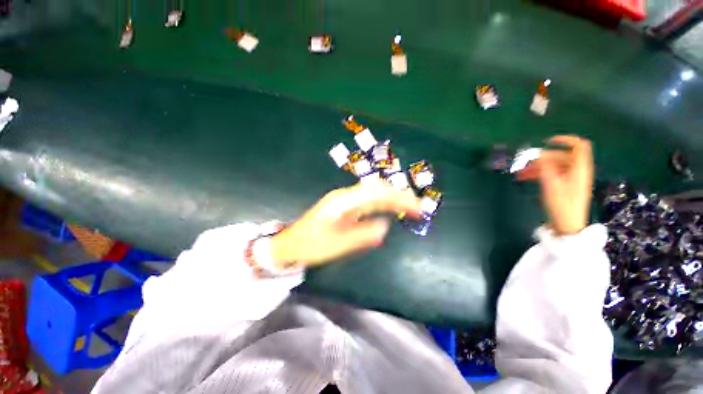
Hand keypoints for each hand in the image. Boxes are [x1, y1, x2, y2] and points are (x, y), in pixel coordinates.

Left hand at [271, 180, 421, 267]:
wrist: (291, 244)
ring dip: (392, 200)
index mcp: (343, 201)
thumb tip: (385, 225)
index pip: (377, 193)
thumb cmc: (312, 245)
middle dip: (399, 196)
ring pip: (373, 195)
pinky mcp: (344, 207)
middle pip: (377, 190)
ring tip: (408, 207)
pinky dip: (381, 206)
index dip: (398, 197)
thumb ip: (363, 234)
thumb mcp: (338, 244)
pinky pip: (367, 203)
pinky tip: (389, 211)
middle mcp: (345, 196)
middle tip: (417, 207)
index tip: (416, 207)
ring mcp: (344, 200)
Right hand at [518, 135, 593, 235]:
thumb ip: (545, 166)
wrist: (567, 224)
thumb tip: (539, 153)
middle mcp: (577, 171)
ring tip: (520, 171)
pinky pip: (551, 174)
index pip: (579, 146)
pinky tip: (525, 177)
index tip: (548, 141)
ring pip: (553, 166)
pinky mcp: (564, 186)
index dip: (566, 140)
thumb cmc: (562, 204)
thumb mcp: (551, 183)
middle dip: (542, 158)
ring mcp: (570, 179)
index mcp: (579, 168)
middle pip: (561, 156)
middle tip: (524, 162)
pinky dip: (539, 174)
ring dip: (537, 167)